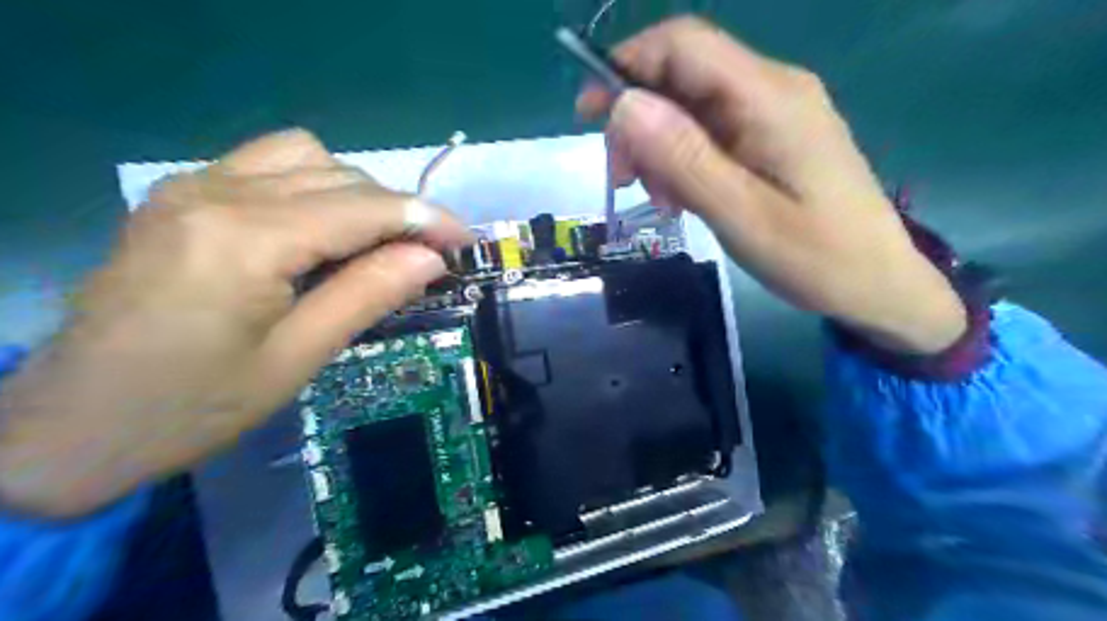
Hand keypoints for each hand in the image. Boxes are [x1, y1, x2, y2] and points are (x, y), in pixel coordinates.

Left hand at [0, 130, 470, 516]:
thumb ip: (368, 295)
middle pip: (340, 175)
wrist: (72, 425)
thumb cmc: (194, 405)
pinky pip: (267, 164)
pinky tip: (319, 229)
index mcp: (247, 238)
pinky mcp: (180, 196)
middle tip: (427, 254)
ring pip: (305, 155)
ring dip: (355, 191)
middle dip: (397, 209)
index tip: (466, 239)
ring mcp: (191, 186)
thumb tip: (431, 258)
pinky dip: (312, 185)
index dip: (426, 219)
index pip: (364, 207)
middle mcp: (217, 191)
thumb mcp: (298, 357)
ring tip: (374, 241)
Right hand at [583, 17, 964, 353]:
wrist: (876, 282)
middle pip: (681, 75)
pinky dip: (681, 159)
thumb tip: (624, 105)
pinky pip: (708, 132)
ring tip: (662, 199)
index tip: (589, 115)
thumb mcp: (742, 215)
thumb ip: (685, 159)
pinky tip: (682, 197)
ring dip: (657, 146)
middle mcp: (770, 89)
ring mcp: (771, 112)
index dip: (627, 65)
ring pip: (690, 107)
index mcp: (769, 97)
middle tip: (623, 180)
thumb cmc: (815, 257)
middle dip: (638, 120)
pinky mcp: (769, 137)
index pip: (684, 44)